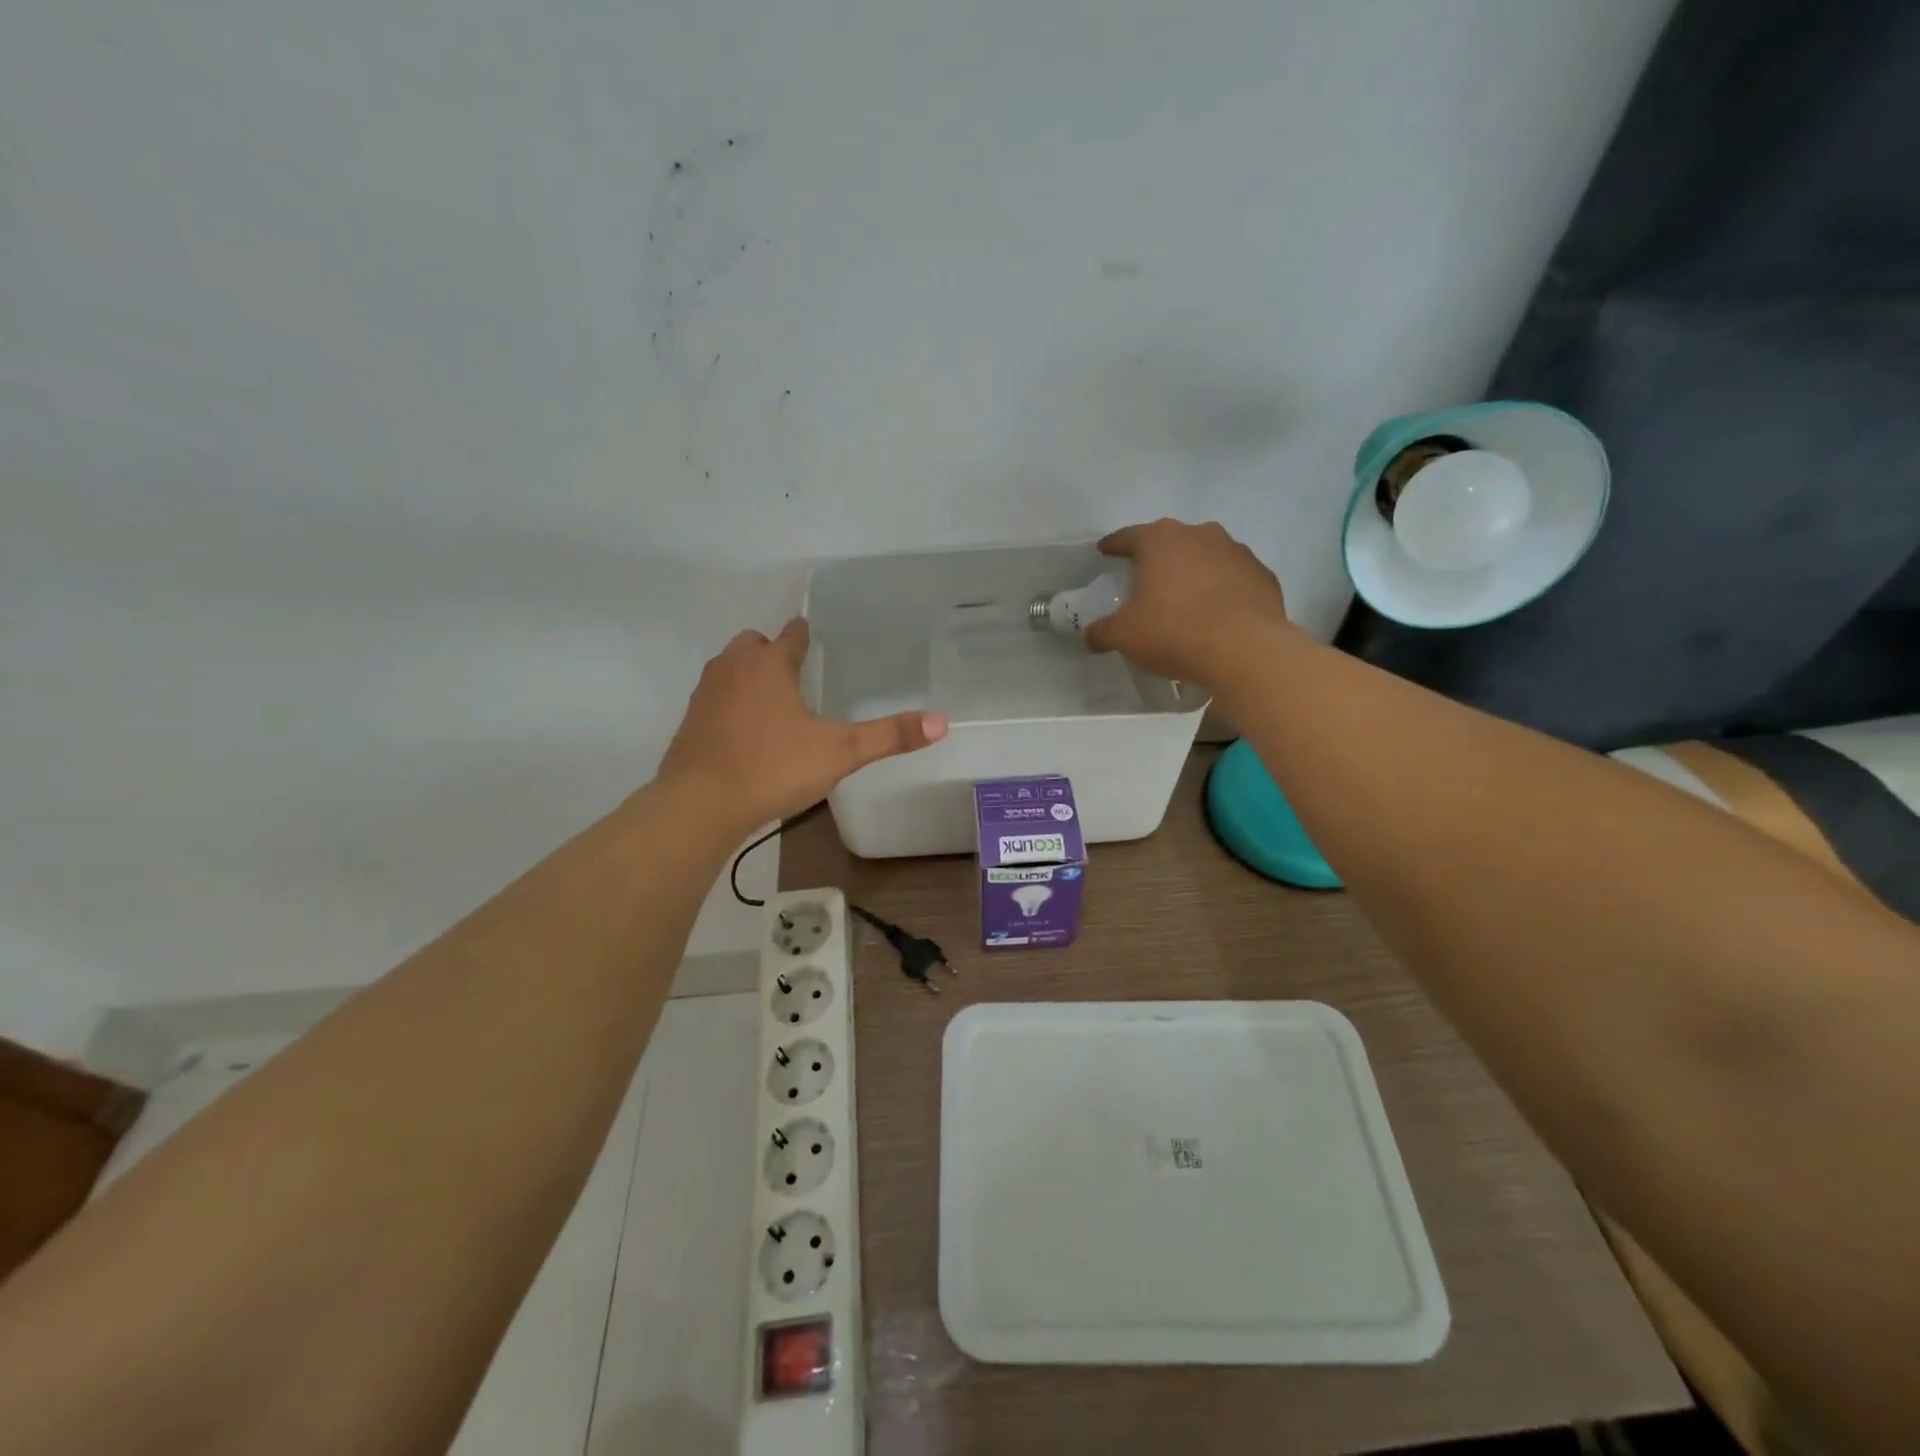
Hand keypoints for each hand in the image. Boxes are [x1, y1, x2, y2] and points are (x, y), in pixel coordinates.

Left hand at [659, 617, 946, 828]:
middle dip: (771, 653)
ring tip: (774, 702)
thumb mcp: (840, 753)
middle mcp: (733, 669)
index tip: (810, 636)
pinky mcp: (690, 722)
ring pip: (729, 670)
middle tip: (795, 674)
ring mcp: (706, 694)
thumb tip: (942, 721)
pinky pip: (715, 699)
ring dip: (748, 676)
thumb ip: (889, 736)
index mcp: (769, 664)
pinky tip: (746, 732)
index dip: (803, 635)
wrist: (700, 805)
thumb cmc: (773, 767)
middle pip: (752, 645)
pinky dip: (731, 704)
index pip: (790, 636)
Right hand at [1084, 519, 1293, 688]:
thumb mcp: (1125, 635)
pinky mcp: (1263, 576)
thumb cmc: (1174, 632)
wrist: (1246, 651)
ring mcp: (1237, 553)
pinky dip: (1222, 589)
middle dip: (1157, 556)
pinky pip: (1233, 578)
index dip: (1115, 545)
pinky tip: (1216, 612)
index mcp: (1162, 541)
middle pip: (1171, 541)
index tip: (1106, 551)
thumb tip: (1089, 636)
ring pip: (1207, 556)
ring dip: (1193, 571)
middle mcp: (1201, 535)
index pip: (1130, 536)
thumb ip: (1103, 631)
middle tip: (1146, 576)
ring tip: (1184, 596)